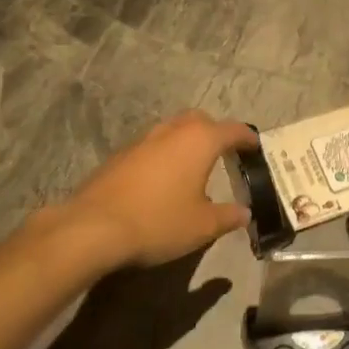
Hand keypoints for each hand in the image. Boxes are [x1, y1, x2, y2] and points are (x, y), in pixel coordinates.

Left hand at [57, 110, 257, 271]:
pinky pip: (152, 146)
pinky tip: (162, 180)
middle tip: (224, 152)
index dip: (247, 138)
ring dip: (186, 141)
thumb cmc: (158, 221)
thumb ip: (228, 216)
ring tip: (193, 165)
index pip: (233, 130)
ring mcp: (142, 140)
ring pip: (172, 129)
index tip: (256, 146)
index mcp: (199, 141)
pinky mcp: (120, 155)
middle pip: (200, 120)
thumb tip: (245, 212)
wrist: (93, 228)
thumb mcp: (202, 226)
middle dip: (215, 132)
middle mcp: (172, 131)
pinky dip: (164, 155)